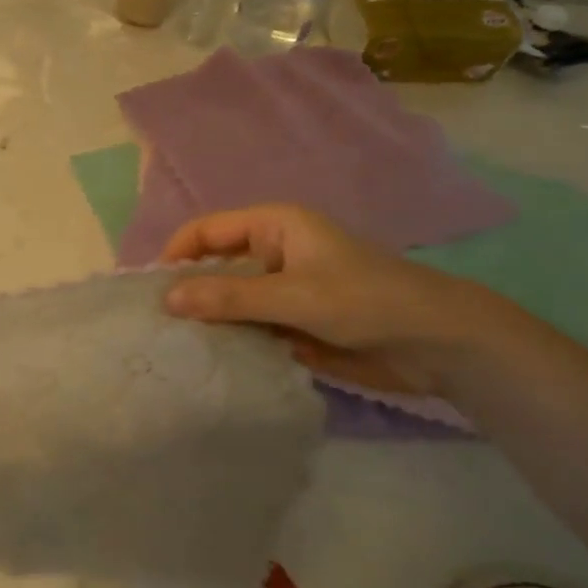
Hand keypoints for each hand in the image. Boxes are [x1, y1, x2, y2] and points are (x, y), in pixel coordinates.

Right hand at [159, 205, 487, 389]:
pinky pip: (249, 327)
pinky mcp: (293, 322)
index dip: (175, 255)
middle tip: (155, 325)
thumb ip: (230, 298)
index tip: (147, 290)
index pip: (206, 231)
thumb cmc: (366, 301)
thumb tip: (167, 299)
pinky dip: (231, 340)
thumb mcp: (294, 296)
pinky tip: (209, 361)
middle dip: (188, 292)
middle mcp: (272, 252)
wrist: (440, 344)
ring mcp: (282, 290)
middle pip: (214, 266)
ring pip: (230, 300)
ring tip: (173, 347)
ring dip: (208, 321)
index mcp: (273, 226)